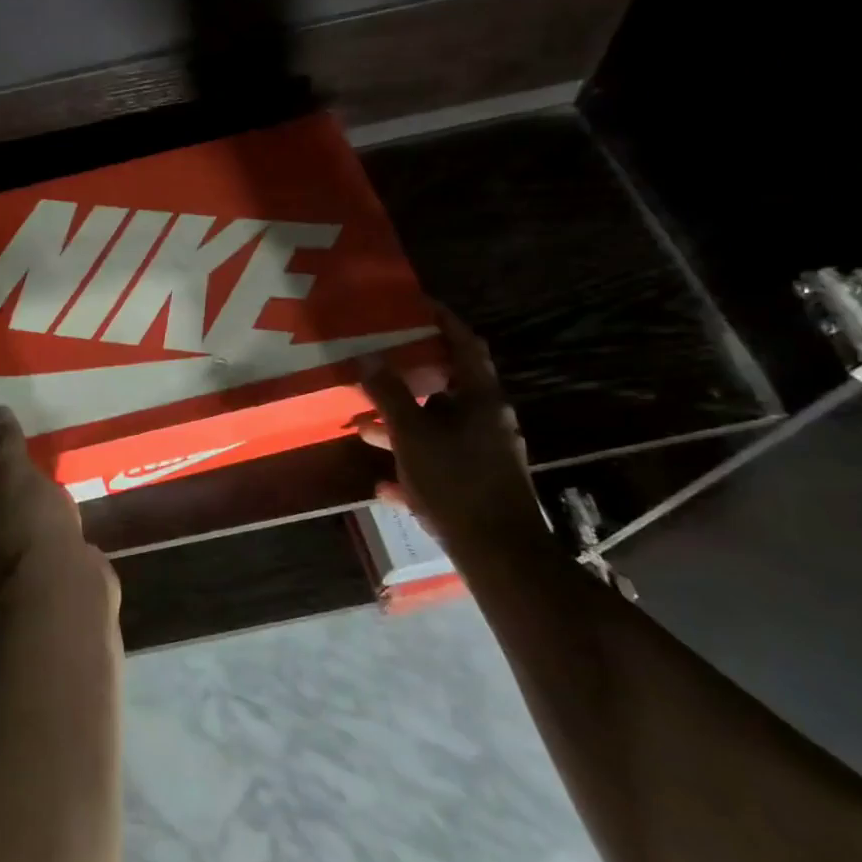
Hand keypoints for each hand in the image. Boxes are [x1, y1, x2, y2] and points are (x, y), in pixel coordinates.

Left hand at [0, 406, 98, 600]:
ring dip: (13, 511)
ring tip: (28, 478)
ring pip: (4, 533)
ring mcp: (9, 571)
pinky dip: (40, 525)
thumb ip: (4, 445)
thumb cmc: (24, 526)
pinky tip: (55, 502)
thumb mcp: (13, 475)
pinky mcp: (42, 576)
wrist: (66, 585)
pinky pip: (35, 542)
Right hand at [358, 311, 545, 547]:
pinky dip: (412, 467)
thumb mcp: (412, 433)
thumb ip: (389, 394)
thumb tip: (370, 357)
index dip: (444, 321)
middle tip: (376, 368)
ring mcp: (486, 455)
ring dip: (402, 426)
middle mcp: (488, 421)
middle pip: (446, 388)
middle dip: (407, 381)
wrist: (499, 555)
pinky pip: (440, 466)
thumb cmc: (456, 481)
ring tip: (362, 427)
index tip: (418, 305)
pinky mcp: (479, 487)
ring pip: (438, 429)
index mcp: (480, 399)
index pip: (465, 345)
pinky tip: (384, 484)